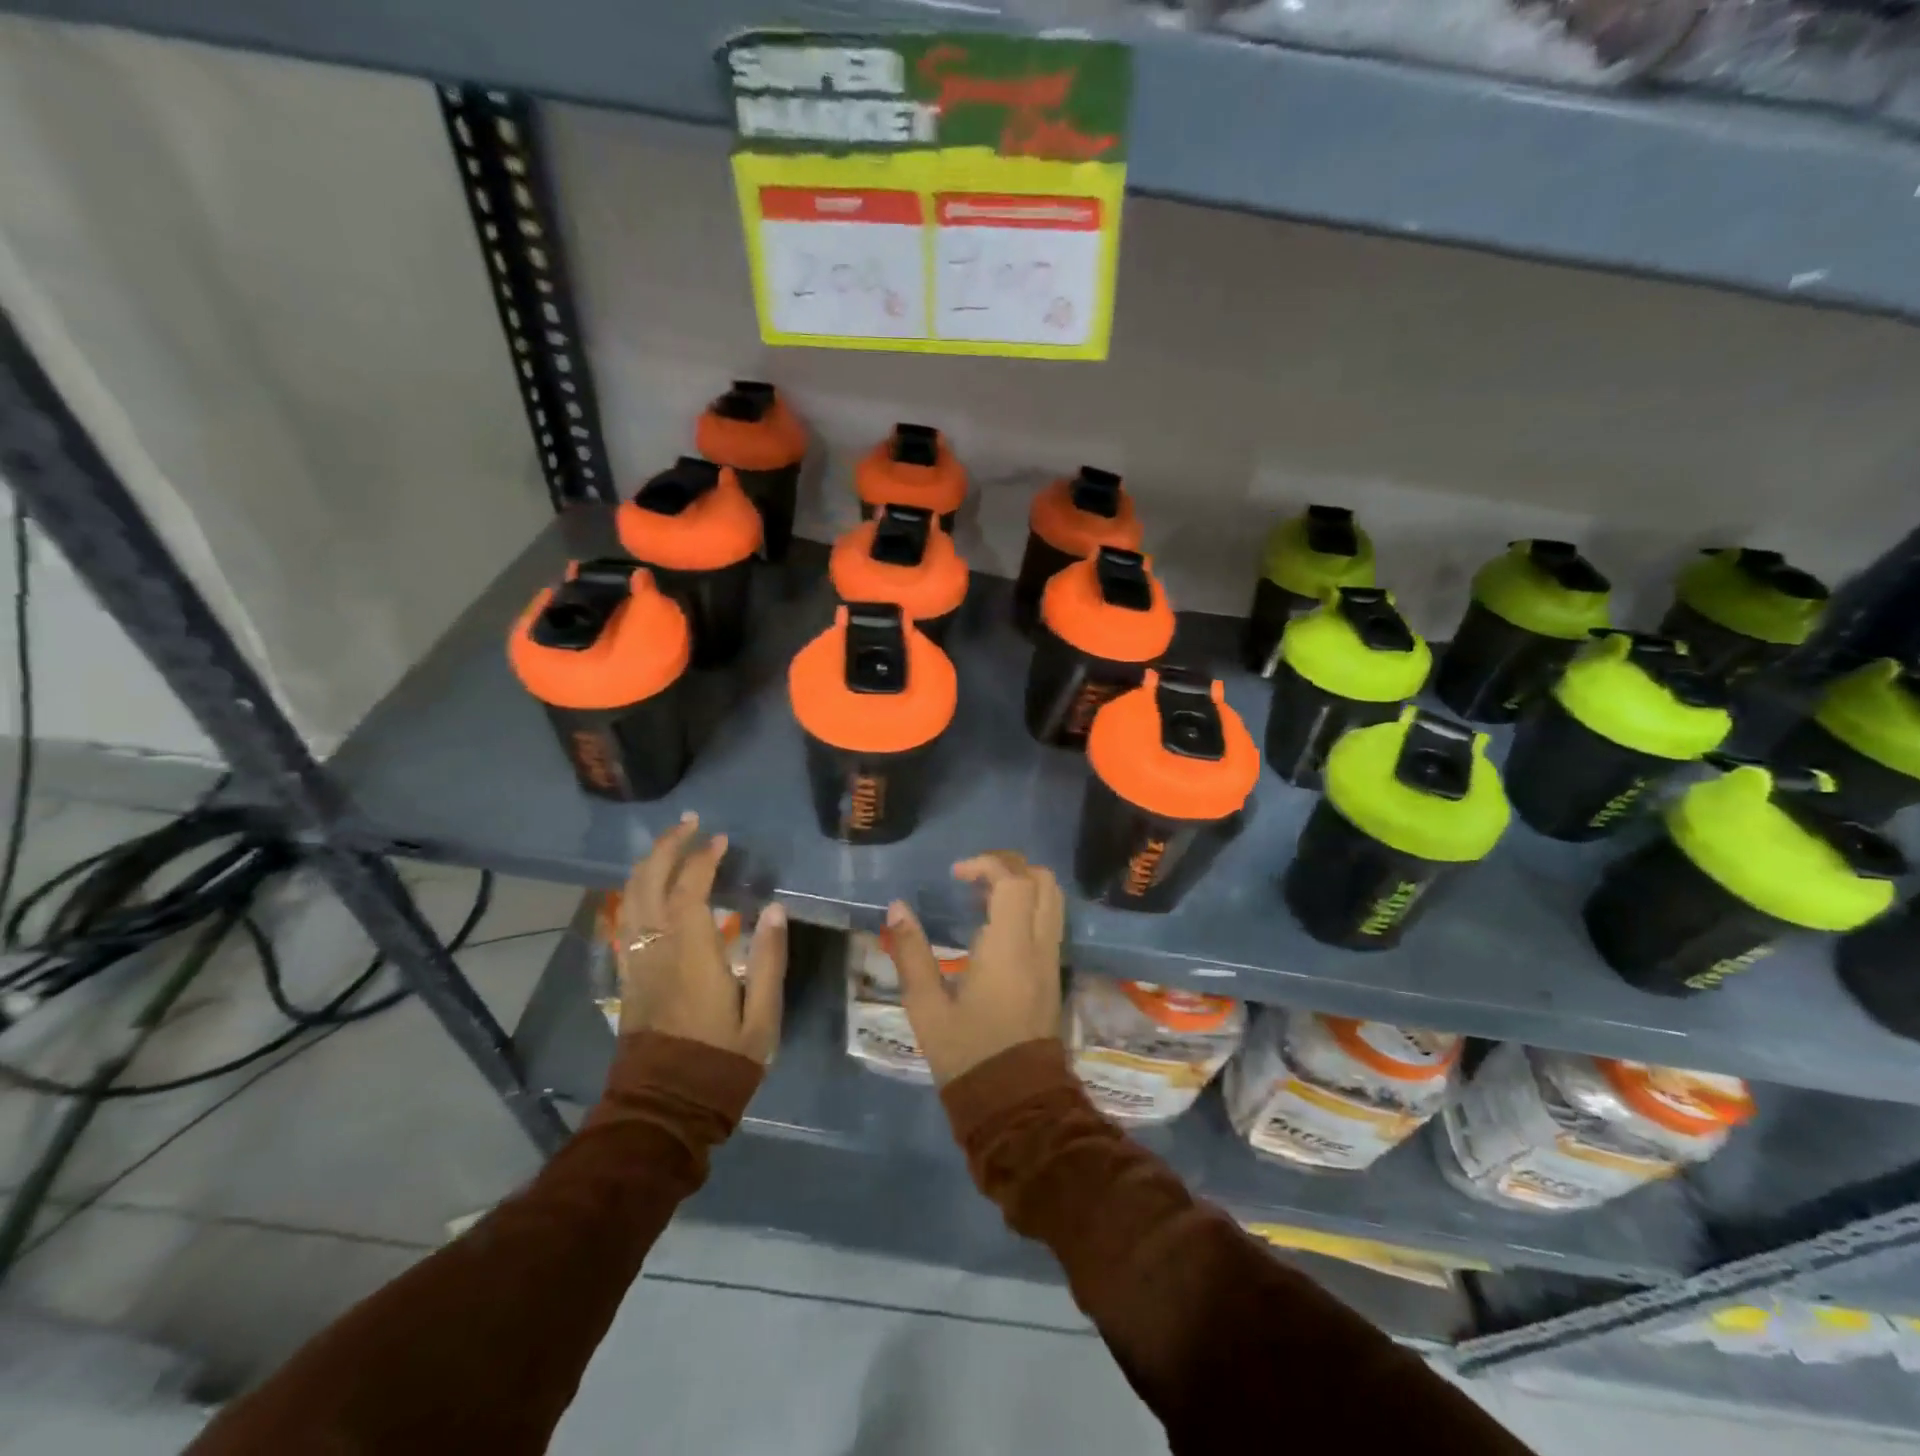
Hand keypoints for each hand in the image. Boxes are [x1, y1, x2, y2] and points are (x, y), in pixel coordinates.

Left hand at [615, 814, 786, 1062]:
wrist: (664, 1108)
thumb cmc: (720, 1063)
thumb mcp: (761, 1017)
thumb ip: (768, 958)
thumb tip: (774, 908)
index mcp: (691, 954)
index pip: (689, 889)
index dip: (704, 858)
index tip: (721, 840)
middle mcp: (656, 949)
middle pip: (649, 882)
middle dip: (667, 847)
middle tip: (690, 824)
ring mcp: (636, 962)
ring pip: (630, 898)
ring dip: (648, 864)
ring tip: (670, 844)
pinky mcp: (628, 976)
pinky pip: (625, 920)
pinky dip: (635, 892)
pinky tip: (649, 887)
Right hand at [885, 852, 1064, 1085]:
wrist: (1016, 1105)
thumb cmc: (968, 1055)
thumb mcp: (927, 1008)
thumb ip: (911, 954)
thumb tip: (897, 909)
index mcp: (1010, 947)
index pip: (1014, 881)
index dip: (987, 864)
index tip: (956, 873)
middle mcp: (1040, 946)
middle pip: (1043, 881)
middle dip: (1009, 865)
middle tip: (973, 875)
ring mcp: (1052, 960)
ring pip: (1052, 900)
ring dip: (1022, 884)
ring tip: (982, 895)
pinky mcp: (1054, 975)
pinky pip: (1049, 921)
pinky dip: (1028, 906)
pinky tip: (995, 924)